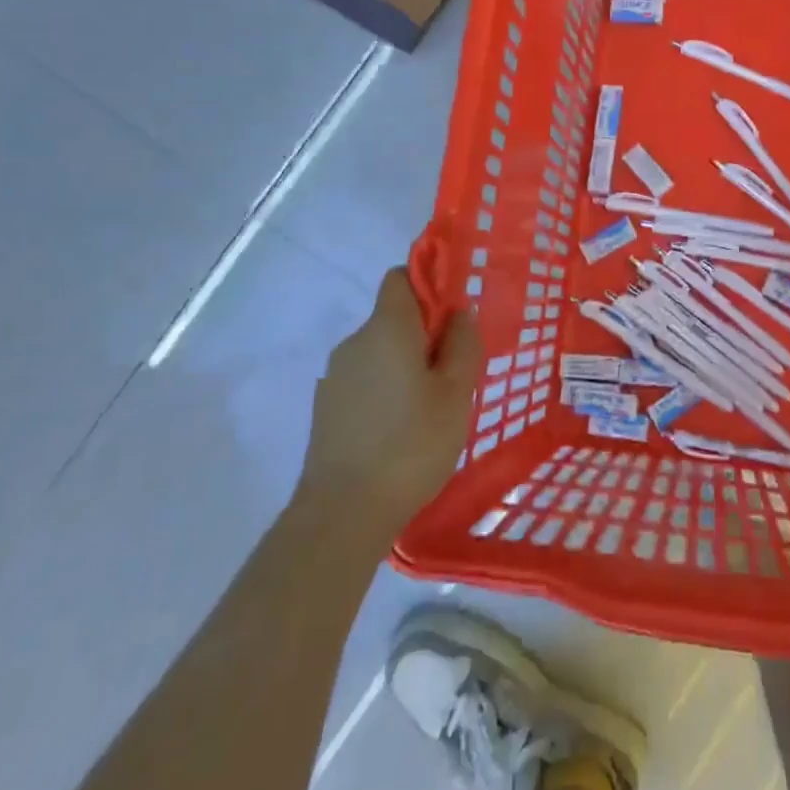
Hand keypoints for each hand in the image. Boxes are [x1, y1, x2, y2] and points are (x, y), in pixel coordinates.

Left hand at [299, 268, 483, 536]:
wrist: (343, 513)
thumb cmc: (412, 444)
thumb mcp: (456, 393)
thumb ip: (463, 343)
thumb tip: (460, 310)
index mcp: (387, 328)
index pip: (401, 276)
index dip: (428, 283)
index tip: (454, 314)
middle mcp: (355, 342)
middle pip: (393, 316)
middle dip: (425, 333)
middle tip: (455, 371)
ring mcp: (335, 376)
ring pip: (380, 351)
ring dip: (406, 363)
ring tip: (431, 407)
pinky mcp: (327, 407)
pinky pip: (366, 379)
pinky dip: (387, 388)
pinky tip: (402, 428)